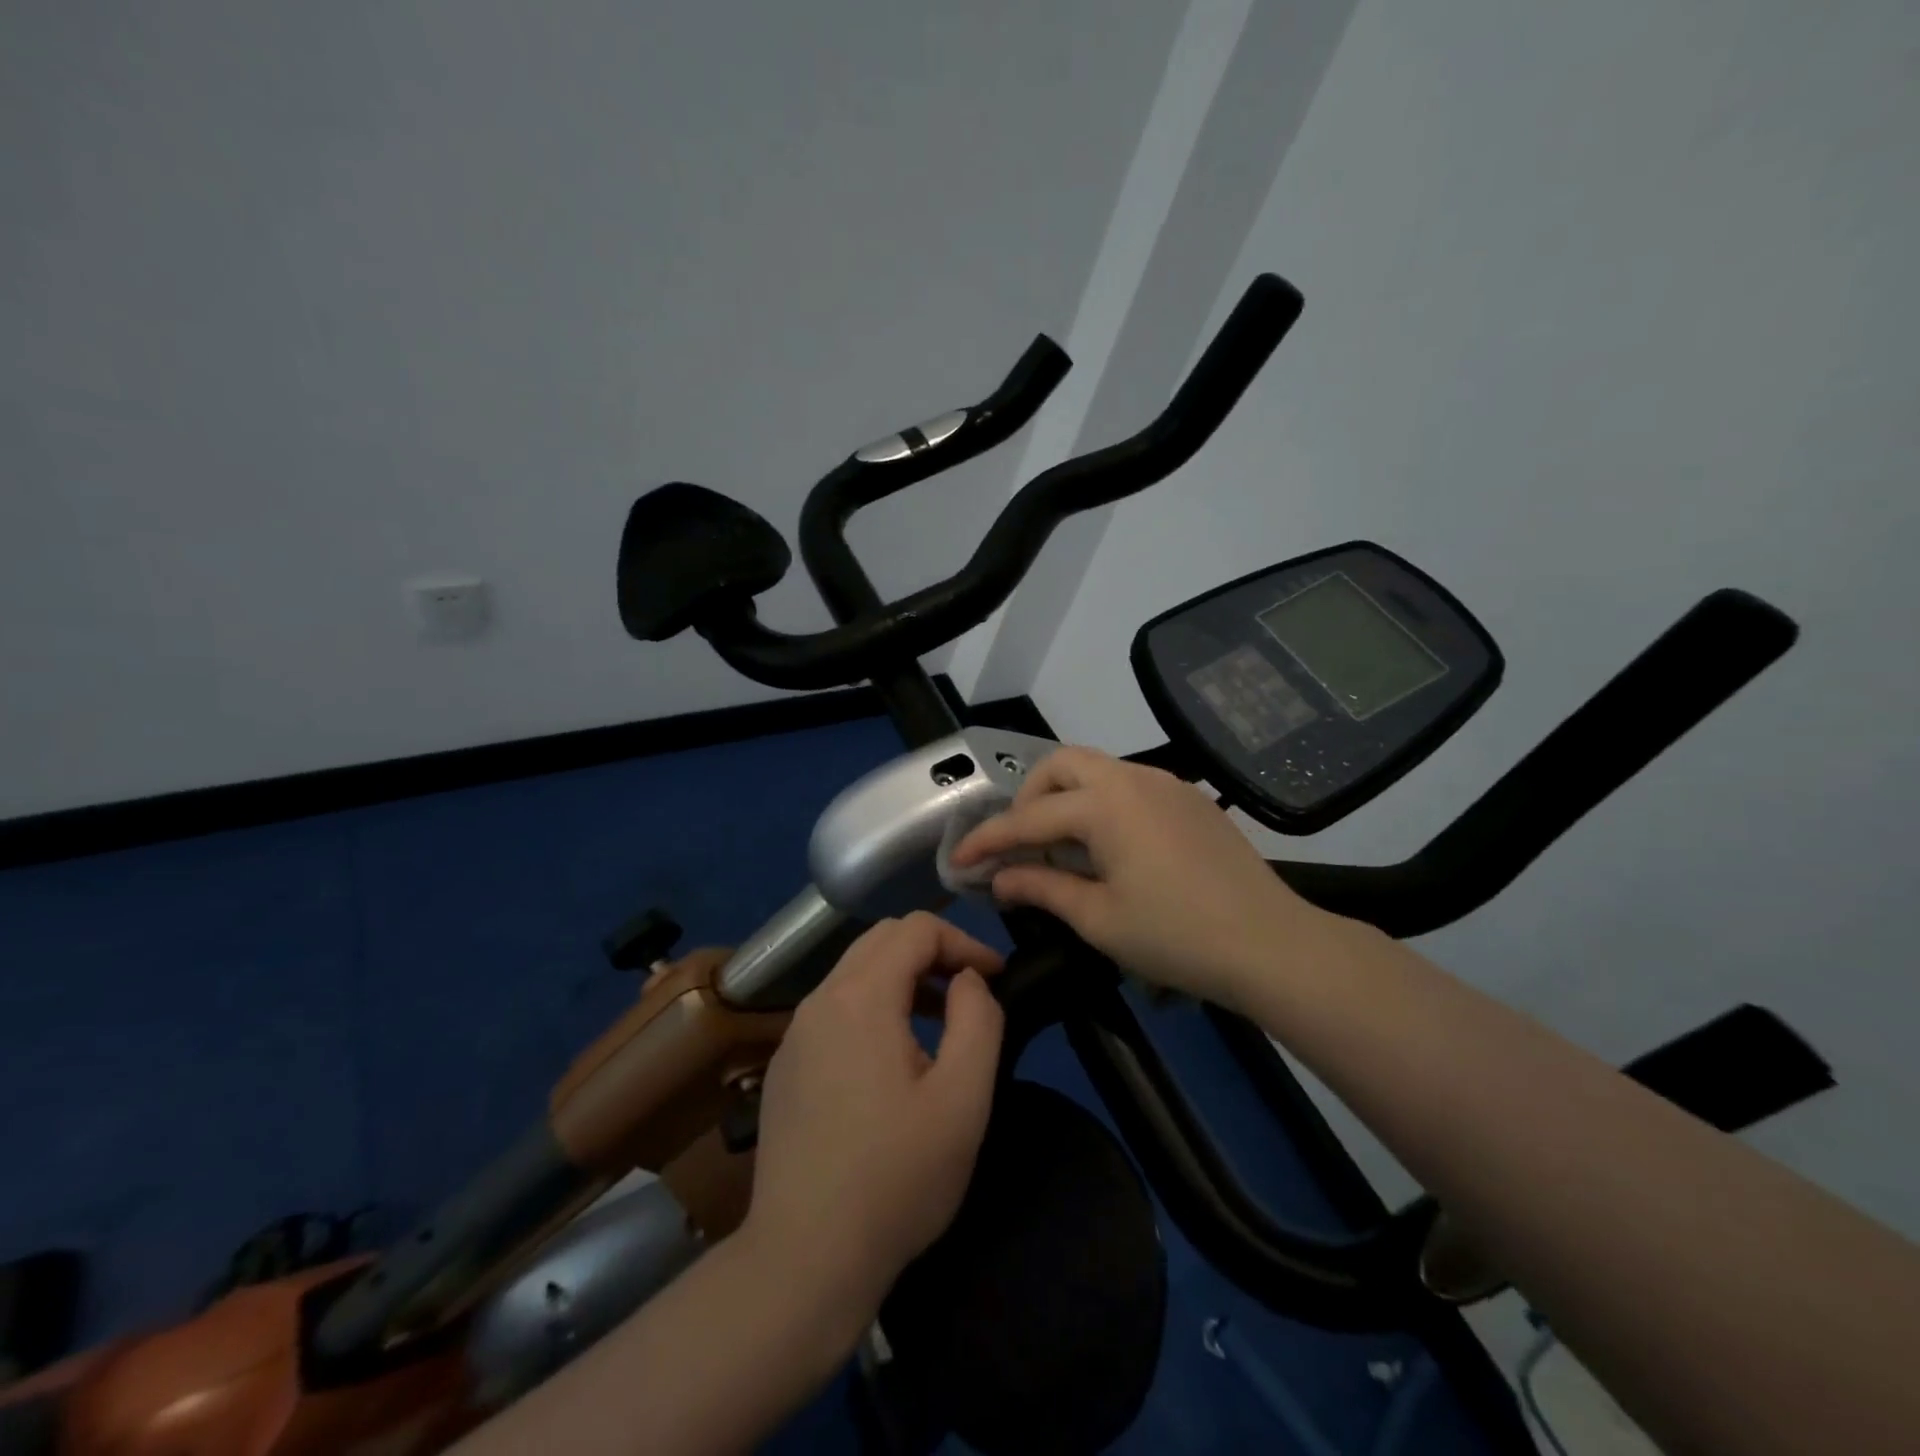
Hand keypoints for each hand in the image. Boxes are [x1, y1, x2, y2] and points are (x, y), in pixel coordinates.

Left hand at [743, 912, 1004, 1321]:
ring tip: (940, 1021)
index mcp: (861, 997)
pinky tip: (891, 1058)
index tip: (995, 978)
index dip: (963, 941)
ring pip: (855, 971)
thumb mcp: (963, 1099)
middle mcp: (820, 1000)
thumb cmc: (896, 1178)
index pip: (916, 929)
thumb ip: (979, 1019)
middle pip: (881, 939)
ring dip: (903, 978)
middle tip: (970, 990)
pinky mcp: (785, 1065)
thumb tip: (967, 980)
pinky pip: (834, 1008)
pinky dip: (872, 1006)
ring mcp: (795, 1033)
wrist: (804, 1259)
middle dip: (933, 951)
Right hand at [951, 746, 1327, 1007]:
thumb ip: (1042, 890)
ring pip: (1097, 769)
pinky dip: (1100, 803)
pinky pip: (1129, 784)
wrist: (1273, 944)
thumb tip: (998, 880)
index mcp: (1106, 804)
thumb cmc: (1178, 936)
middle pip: (1062, 765)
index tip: (958, 861)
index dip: (988, 840)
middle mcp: (1133, 778)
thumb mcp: (1099, 919)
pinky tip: (1106, 845)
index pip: (1028, 818)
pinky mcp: (1189, 798)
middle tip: (1019, 844)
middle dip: (1028, 798)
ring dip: (1065, 797)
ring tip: (1058, 846)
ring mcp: (1166, 783)